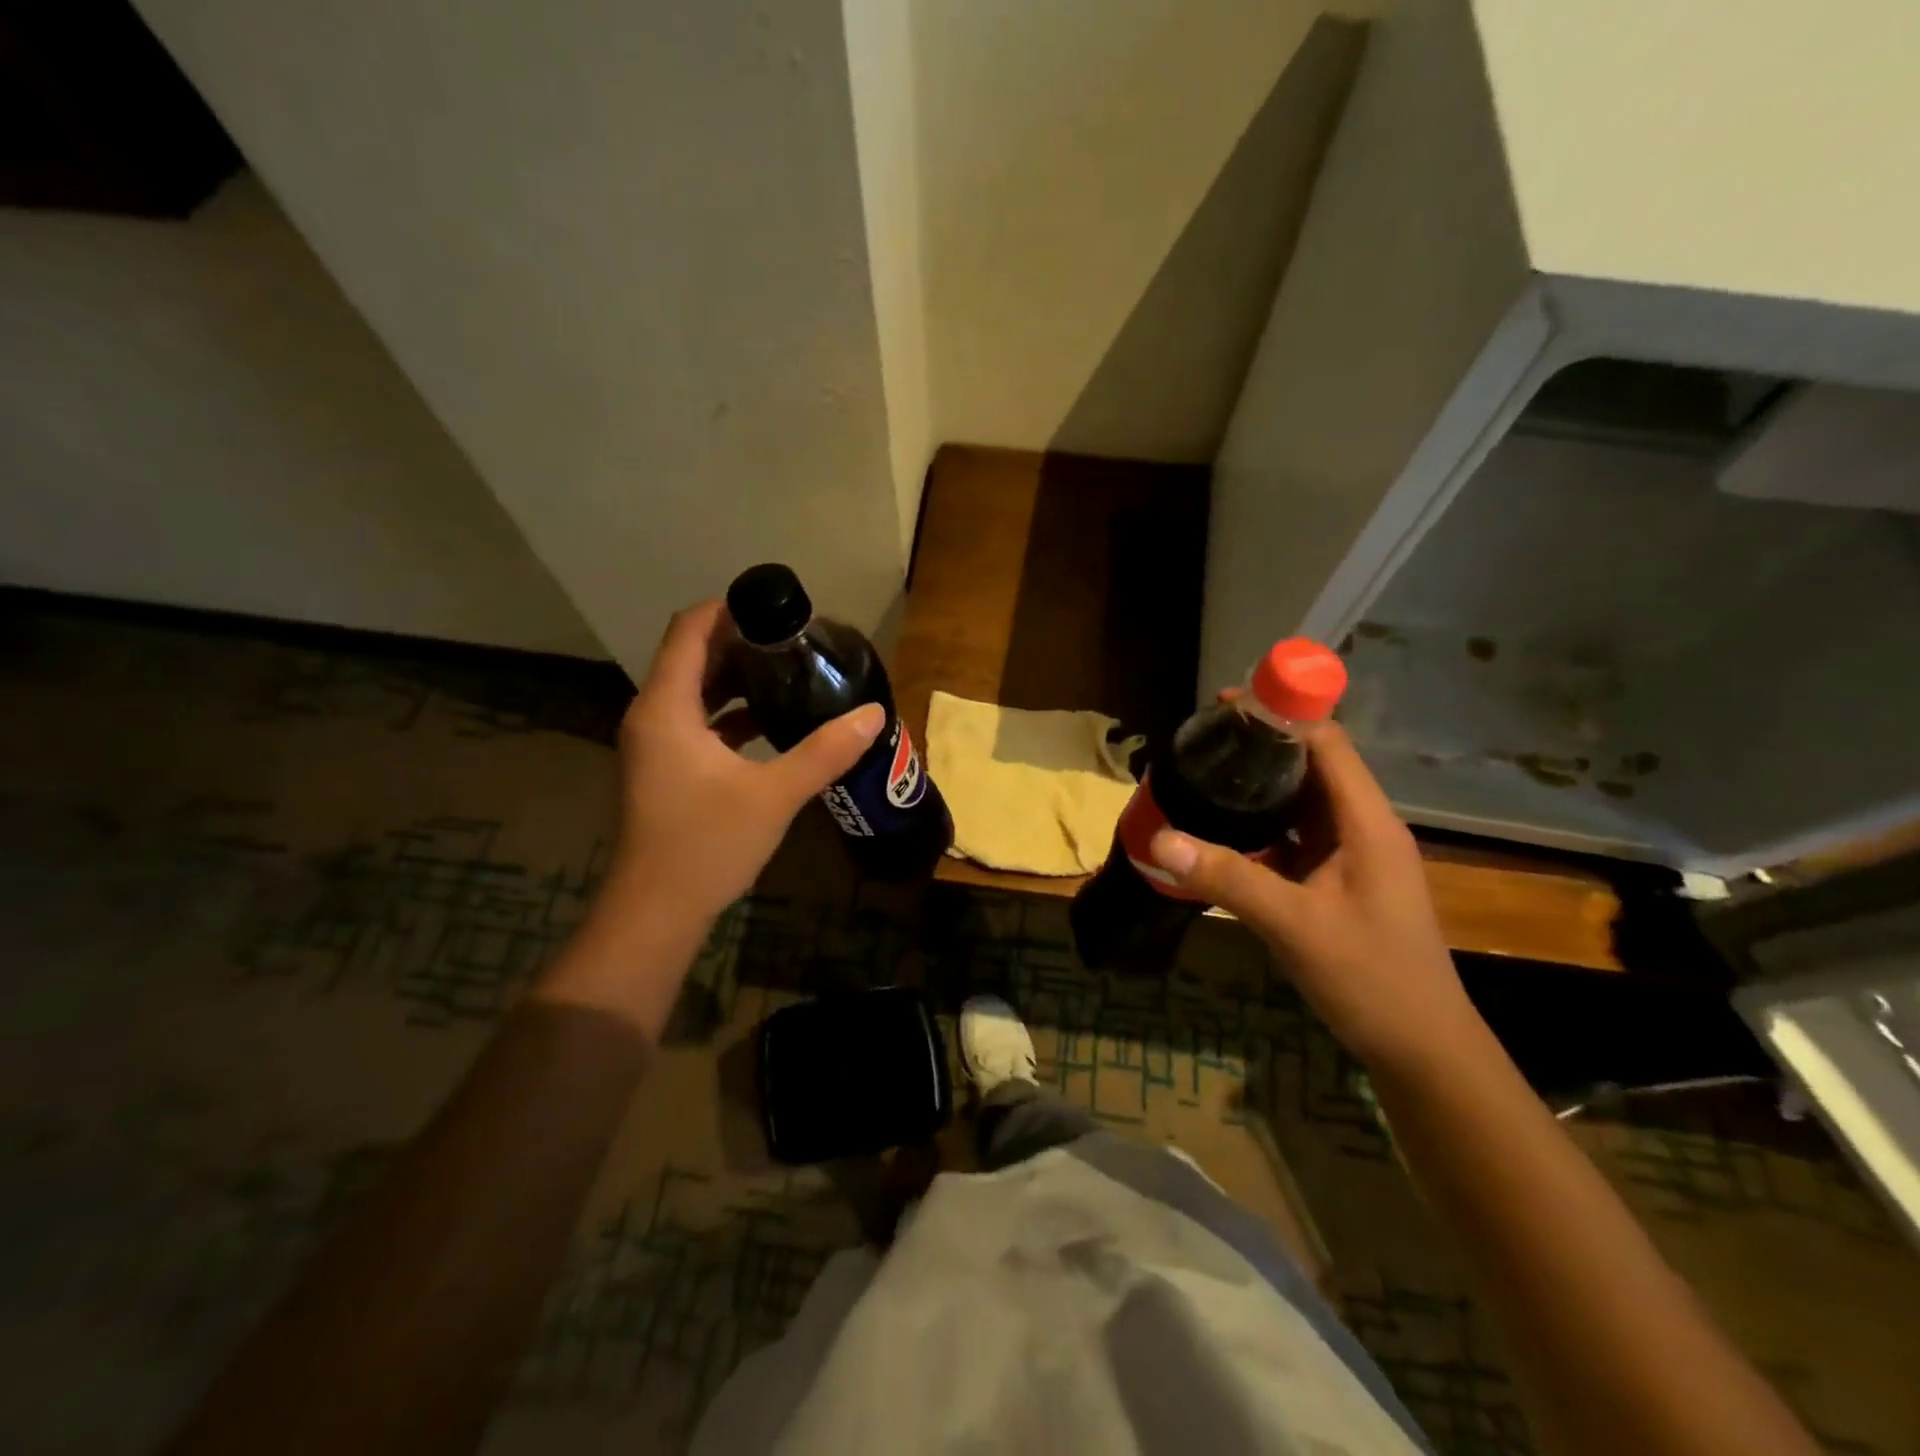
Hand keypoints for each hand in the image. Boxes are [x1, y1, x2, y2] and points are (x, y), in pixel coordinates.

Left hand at [607, 600, 883, 925]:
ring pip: (695, 690)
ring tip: (790, 672)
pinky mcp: (666, 768)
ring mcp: (656, 744)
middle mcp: (653, 716)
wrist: (656, 911)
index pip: (689, 630)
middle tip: (796, 641)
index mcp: (666, 708)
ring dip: (736, 677)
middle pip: (691, 656)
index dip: (729, 609)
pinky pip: (698, 721)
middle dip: (740, 642)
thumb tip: (873, 714)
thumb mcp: (774, 795)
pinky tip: (772, 720)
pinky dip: (730, 711)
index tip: (778, 609)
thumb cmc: (706, 845)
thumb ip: (825, 751)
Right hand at [1148, 722, 1482, 1073]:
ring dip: (1257, 790)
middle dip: (1258, 751)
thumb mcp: (1293, 924)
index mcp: (1366, 822)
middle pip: (1310, 767)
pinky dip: (1261, 828)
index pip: (1325, 743)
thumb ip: (1227, 877)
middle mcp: (1362, 827)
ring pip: (1300, 804)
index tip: (1223, 710)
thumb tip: (1158, 838)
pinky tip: (1221, 834)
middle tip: (1199, 748)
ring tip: (1202, 781)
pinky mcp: (1339, 880)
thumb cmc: (1370, 978)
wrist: (1422, 1049)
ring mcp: (1352, 855)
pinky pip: (1296, 838)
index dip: (1278, 717)